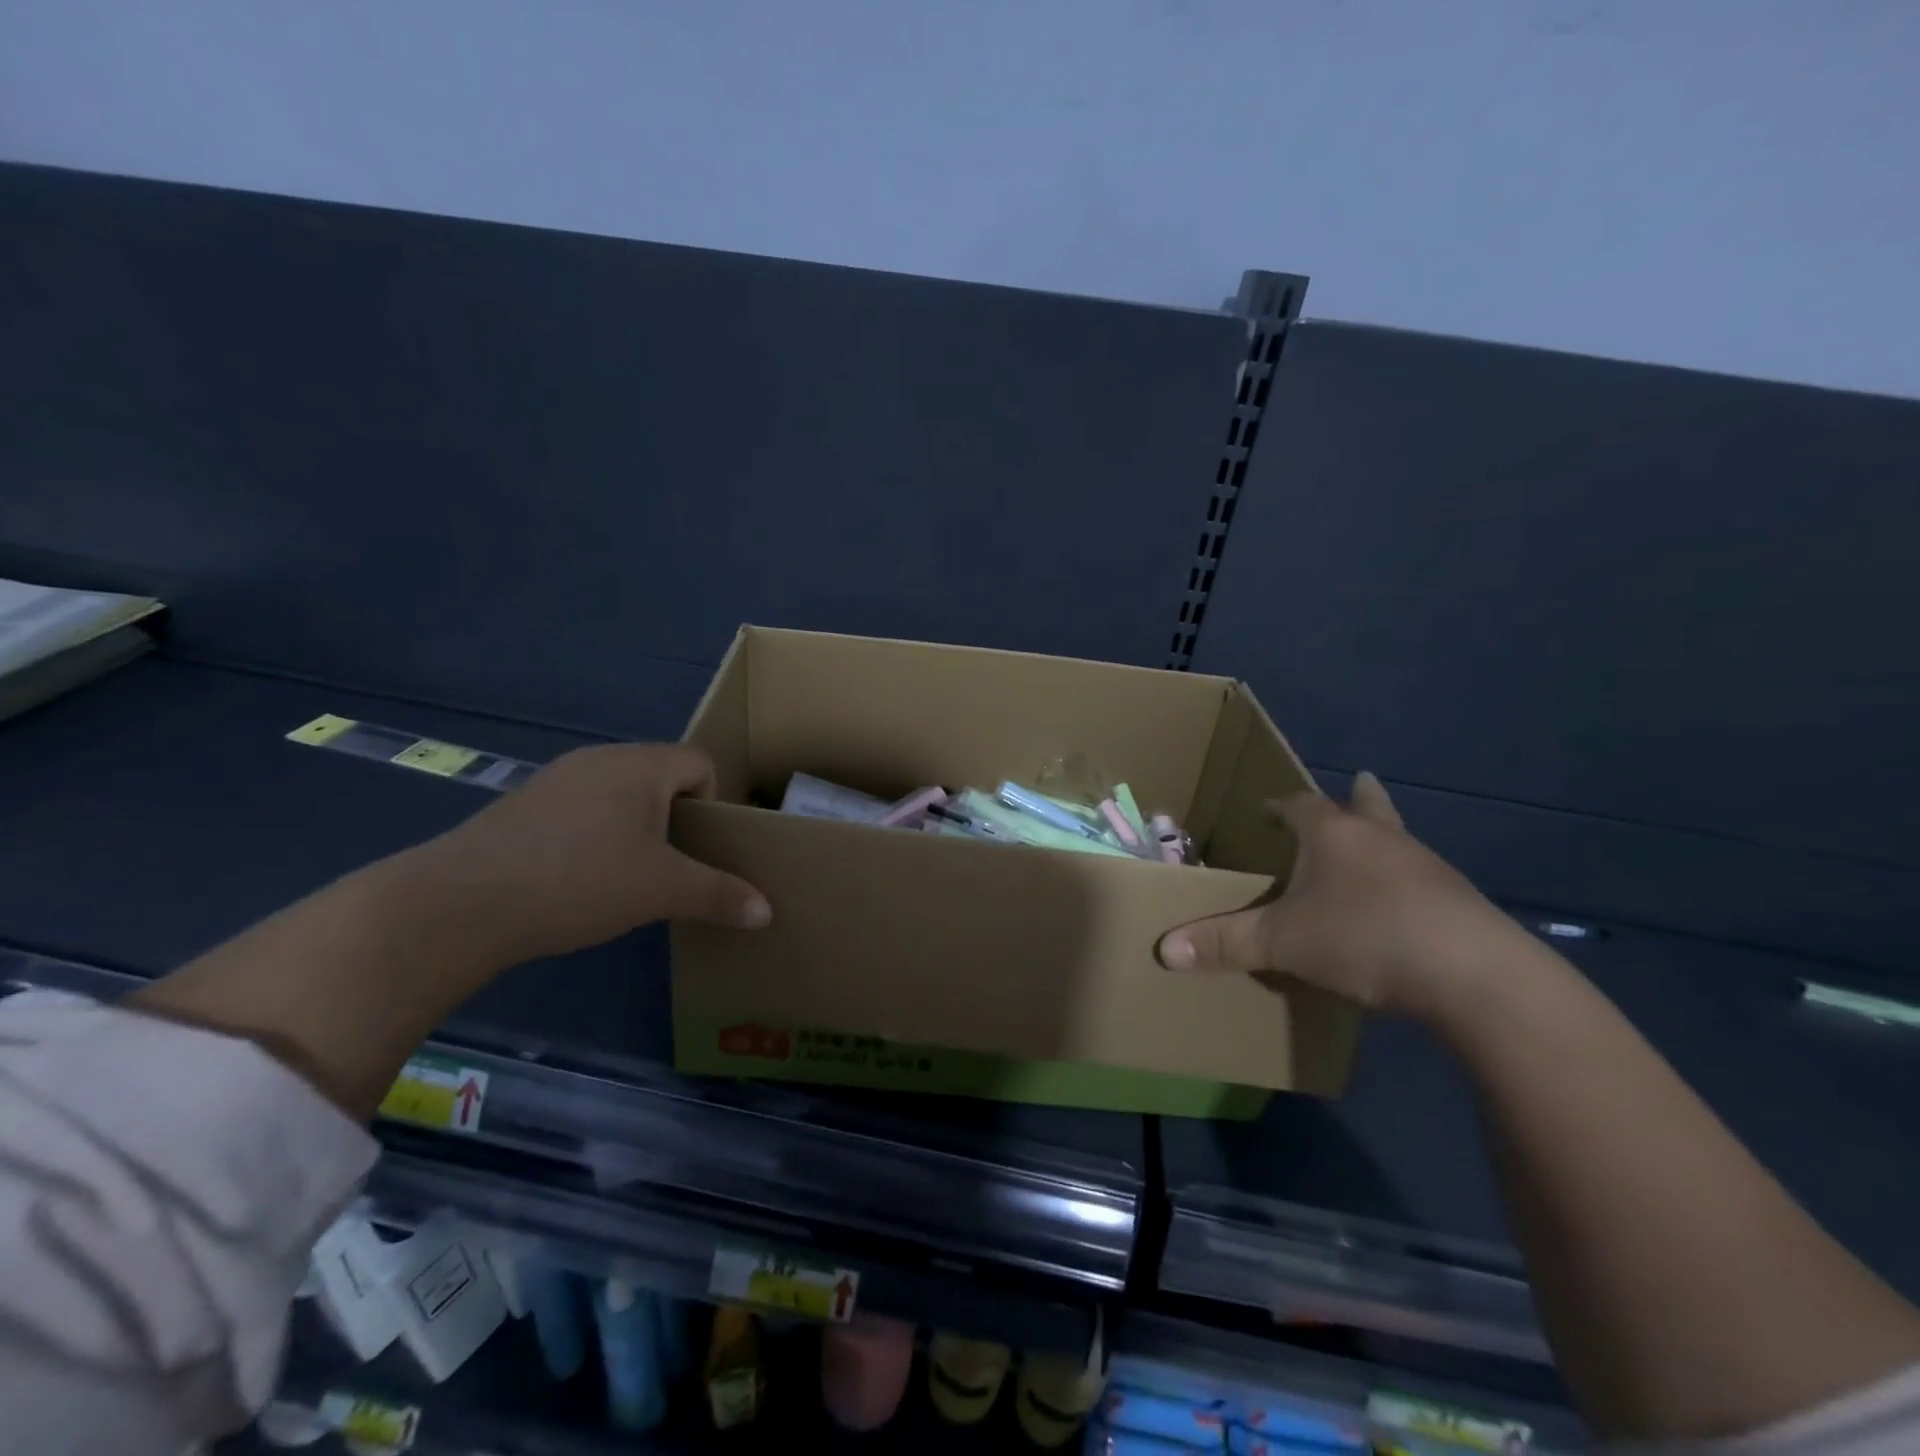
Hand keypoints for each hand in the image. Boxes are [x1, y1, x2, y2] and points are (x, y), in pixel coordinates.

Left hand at [417, 743, 770, 965]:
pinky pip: (582, 806)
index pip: (700, 762)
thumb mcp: (661, 891)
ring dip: (635, 825)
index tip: (699, 847)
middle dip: (676, 817)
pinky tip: (578, 876)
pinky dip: (595, 833)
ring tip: (625, 874)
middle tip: (669, 864)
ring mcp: (557, 778)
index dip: (713, 802)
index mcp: (642, 765)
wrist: (460, 903)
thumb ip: (719, 895)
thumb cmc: (580, 880)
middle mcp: (601, 758)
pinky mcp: (523, 803)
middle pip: (662, 774)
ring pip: (620, 791)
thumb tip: (767, 913)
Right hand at [1156, 772, 1528, 1020]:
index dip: (1281, 807)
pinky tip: (1399, 912)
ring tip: (1371, 855)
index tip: (1267, 809)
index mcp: (1334, 836)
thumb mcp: (1282, 942)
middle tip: (1356, 784)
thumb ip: (1224, 943)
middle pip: (1368, 807)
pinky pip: (1424, 883)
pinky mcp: (1459, 905)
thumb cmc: (1363, 937)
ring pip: (1399, 843)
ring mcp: (1428, 870)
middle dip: (1357, 797)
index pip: (1301, 806)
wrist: (1473, 976)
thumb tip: (1164, 950)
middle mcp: (1382, 841)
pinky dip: (1406, 886)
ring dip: (1382, 843)